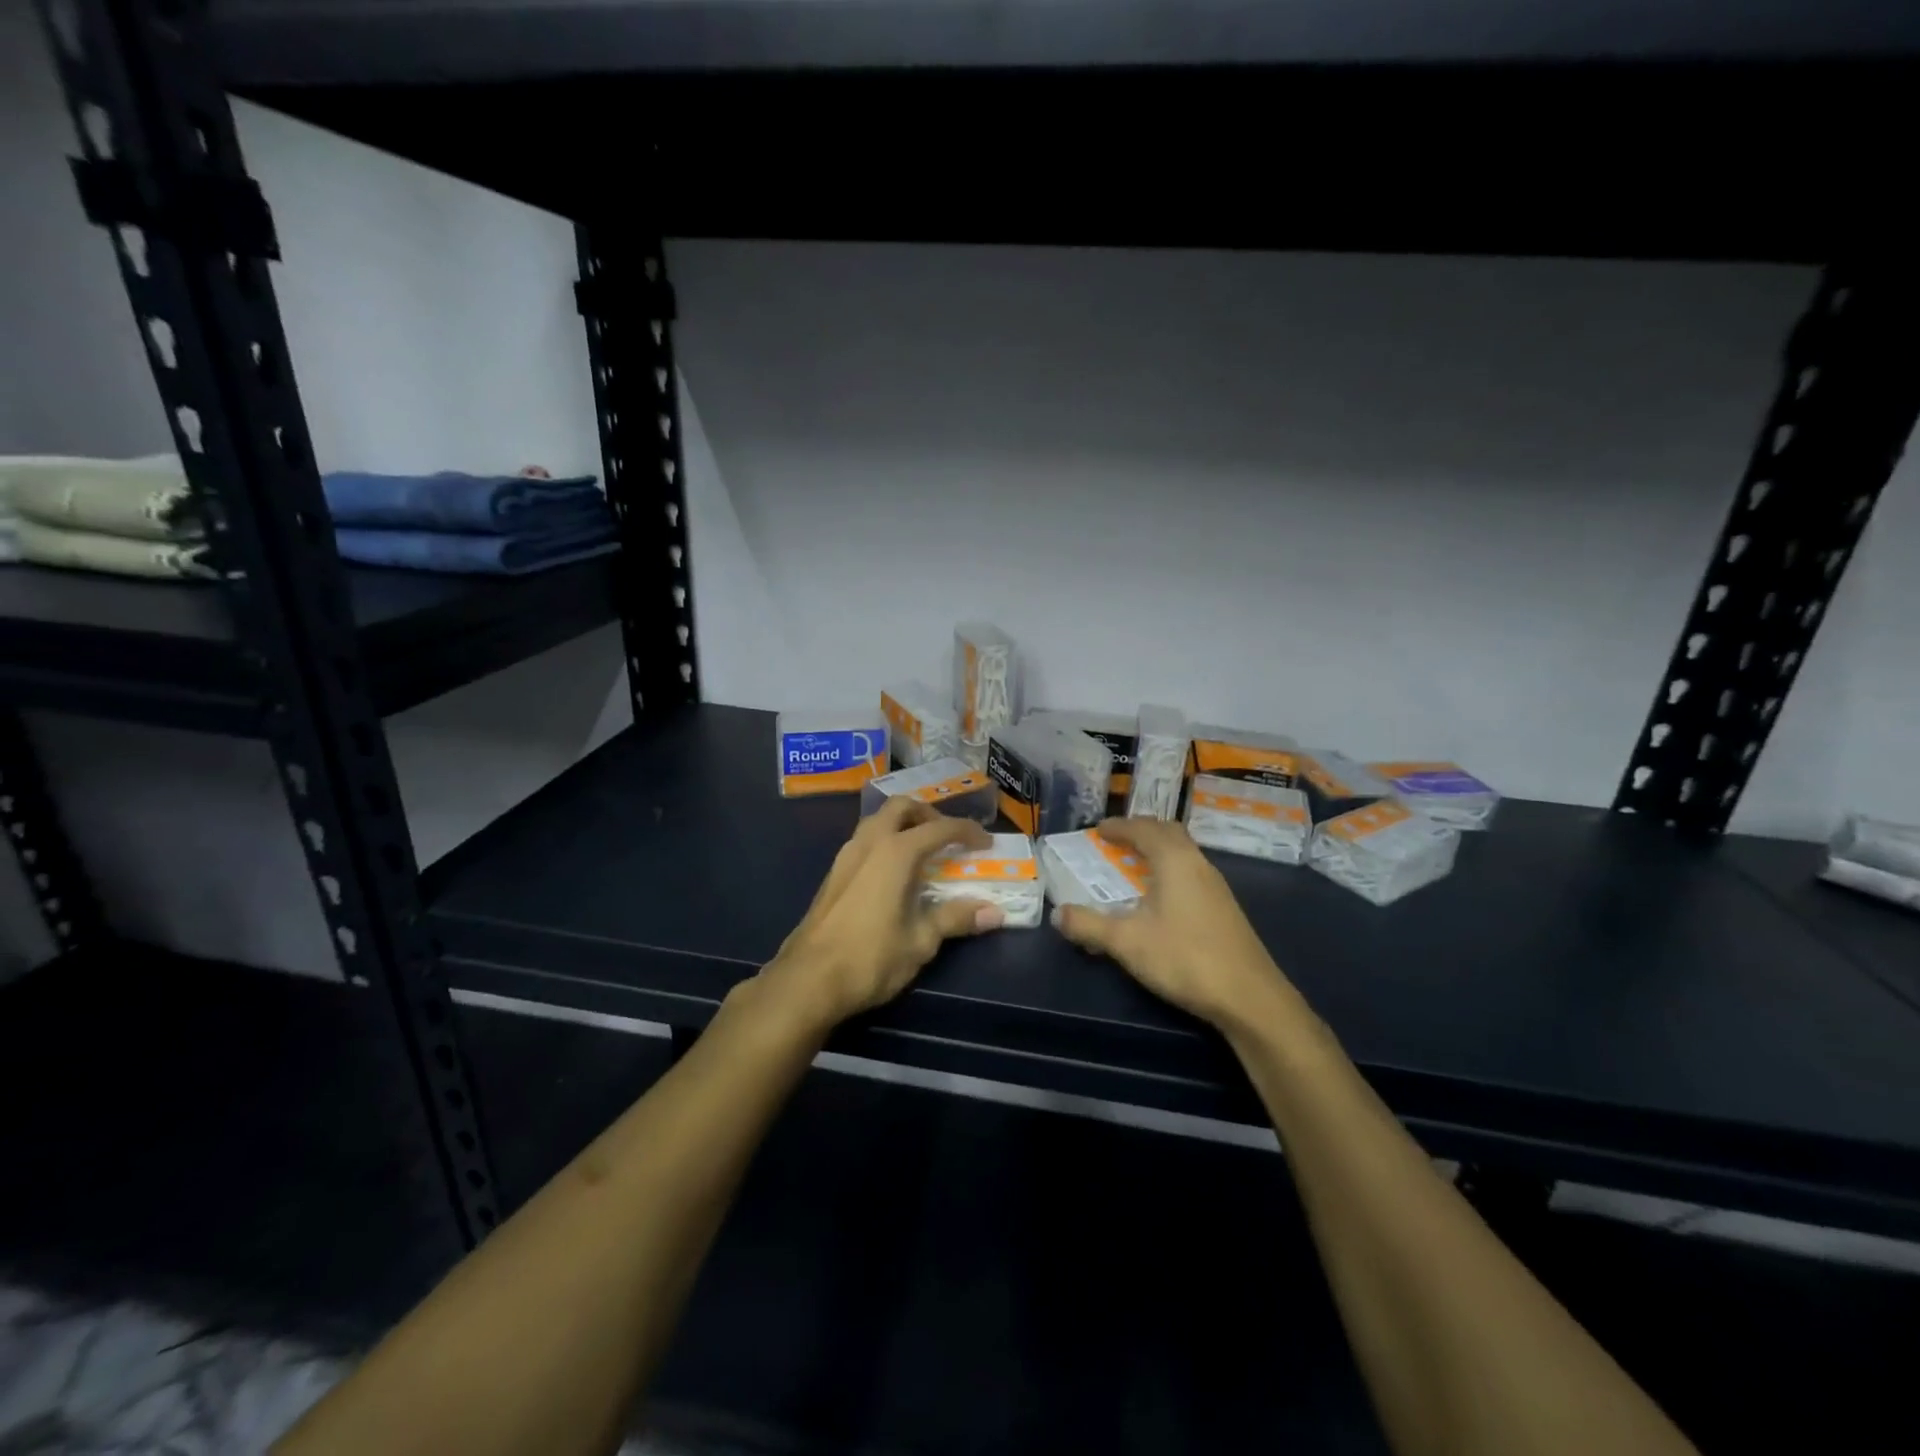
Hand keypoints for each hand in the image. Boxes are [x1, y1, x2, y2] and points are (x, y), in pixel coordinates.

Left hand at [765, 797, 1003, 1025]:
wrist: (807, 980)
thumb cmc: (870, 958)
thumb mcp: (921, 941)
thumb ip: (955, 919)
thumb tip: (995, 912)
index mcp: (896, 852)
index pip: (940, 828)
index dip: (967, 832)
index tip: (986, 843)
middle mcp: (870, 843)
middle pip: (901, 807)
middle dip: (928, 815)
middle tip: (948, 838)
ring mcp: (846, 856)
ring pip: (877, 820)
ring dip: (903, 825)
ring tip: (922, 852)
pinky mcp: (833, 873)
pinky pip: (864, 840)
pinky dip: (885, 842)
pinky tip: (893, 873)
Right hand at [1052, 818, 1301, 1032]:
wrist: (1249, 997)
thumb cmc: (1184, 958)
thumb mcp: (1126, 942)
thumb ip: (1088, 926)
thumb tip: (1057, 914)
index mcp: (1174, 860)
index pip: (1144, 829)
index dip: (1119, 826)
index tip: (1098, 829)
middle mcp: (1198, 864)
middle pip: (1168, 833)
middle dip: (1141, 831)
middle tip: (1117, 840)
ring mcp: (1216, 886)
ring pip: (1183, 852)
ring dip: (1158, 850)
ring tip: (1134, 864)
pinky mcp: (1224, 908)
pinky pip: (1191, 872)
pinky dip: (1170, 870)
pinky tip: (1161, 897)